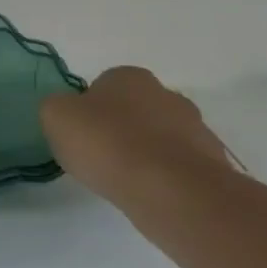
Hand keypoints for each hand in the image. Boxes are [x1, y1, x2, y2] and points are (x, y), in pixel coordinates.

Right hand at [40, 66, 232, 203]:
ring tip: (121, 177)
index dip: (87, 109)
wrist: (169, 189)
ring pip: (158, 137)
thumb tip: (67, 112)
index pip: (102, 85)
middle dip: (118, 127)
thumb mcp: (55, 116)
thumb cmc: (106, 142)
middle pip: (134, 109)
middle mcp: (166, 94)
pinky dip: (161, 175)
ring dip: (142, 152)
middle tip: (97, 154)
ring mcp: (195, 128)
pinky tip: (145, 191)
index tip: (78, 133)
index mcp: (129, 76)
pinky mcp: (211, 162)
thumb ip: (56, 107)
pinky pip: (176, 164)